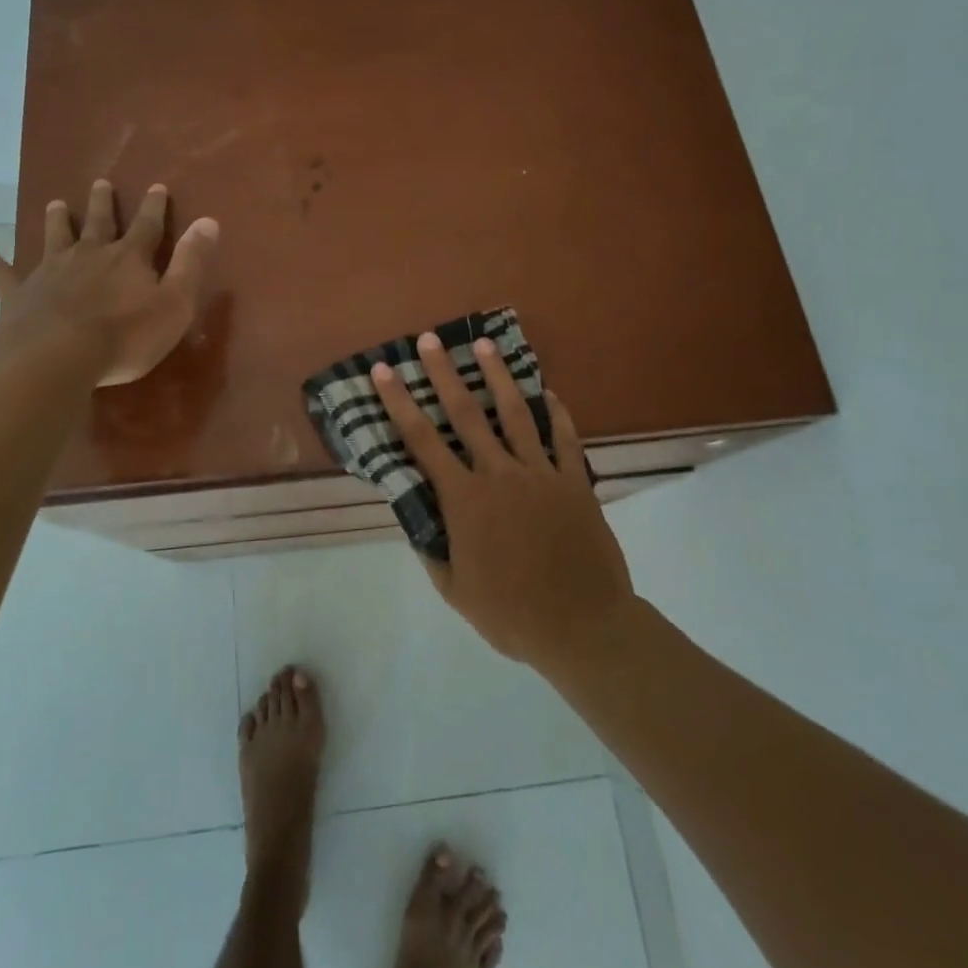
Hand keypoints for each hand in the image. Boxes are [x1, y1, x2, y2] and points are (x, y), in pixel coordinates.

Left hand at [0, 180, 218, 386]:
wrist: (57, 357)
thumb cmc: (125, 336)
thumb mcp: (175, 303)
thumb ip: (191, 262)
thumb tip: (209, 221)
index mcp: (128, 258)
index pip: (147, 226)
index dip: (154, 207)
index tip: (156, 186)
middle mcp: (89, 255)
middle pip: (98, 223)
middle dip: (102, 204)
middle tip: (100, 183)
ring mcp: (50, 272)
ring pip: (54, 238)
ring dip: (56, 220)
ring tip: (54, 203)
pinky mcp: (19, 295)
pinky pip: (3, 275)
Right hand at [373, 333, 634, 669]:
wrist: (583, 627)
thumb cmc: (512, 614)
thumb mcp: (455, 590)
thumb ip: (432, 550)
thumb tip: (416, 519)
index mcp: (465, 500)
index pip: (422, 441)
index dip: (399, 403)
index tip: (384, 371)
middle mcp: (499, 474)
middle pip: (467, 413)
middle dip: (444, 373)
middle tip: (430, 339)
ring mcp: (541, 474)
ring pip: (517, 414)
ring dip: (498, 376)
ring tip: (485, 345)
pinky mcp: (575, 482)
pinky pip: (565, 439)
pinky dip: (556, 413)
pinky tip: (548, 392)